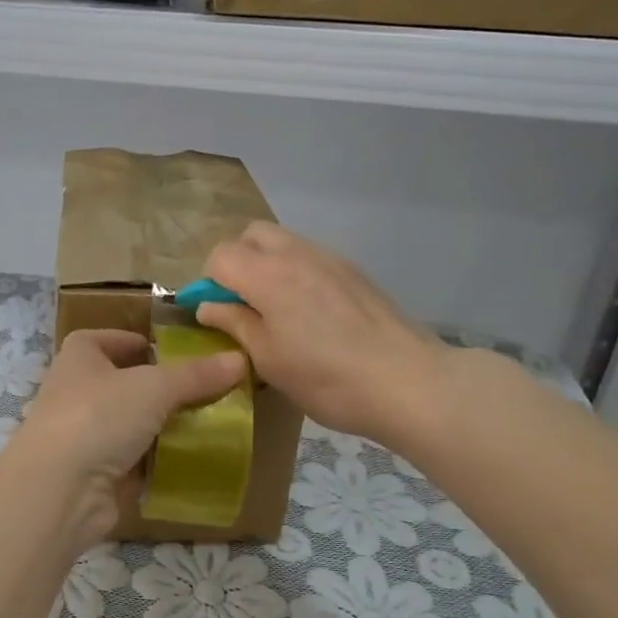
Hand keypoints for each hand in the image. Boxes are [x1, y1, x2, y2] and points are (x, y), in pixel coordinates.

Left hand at [14, 328, 246, 546]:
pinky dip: (158, 461)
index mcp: (80, 357)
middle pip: (124, 383)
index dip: (137, 342)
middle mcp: (77, 392)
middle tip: (205, 390)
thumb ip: (196, 375)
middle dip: (161, 388)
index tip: (174, 351)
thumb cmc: (98, 417)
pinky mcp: (95, 473)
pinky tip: (192, 460)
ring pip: (131, 424)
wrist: (59, 490)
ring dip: (163, 426)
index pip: (107, 339)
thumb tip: (239, 359)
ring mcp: (84, 435)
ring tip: (209, 423)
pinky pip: (134, 460)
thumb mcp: (154, 387)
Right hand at [198, 222, 447, 442]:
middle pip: (252, 235)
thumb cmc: (327, 378)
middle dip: (237, 261)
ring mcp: (330, 258)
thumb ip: (234, 323)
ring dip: (267, 265)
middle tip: (243, 303)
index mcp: (268, 275)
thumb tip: (208, 305)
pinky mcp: (355, 271)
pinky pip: (311, 257)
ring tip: (277, 310)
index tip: (217, 314)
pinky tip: (310, 314)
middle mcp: (297, 253)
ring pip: (284, 242)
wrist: (409, 382)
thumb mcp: (268, 359)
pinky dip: (296, 272)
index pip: (220, 255)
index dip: (209, 282)